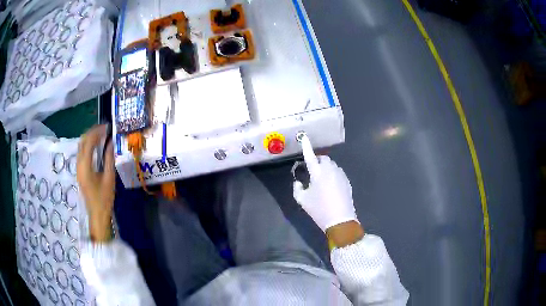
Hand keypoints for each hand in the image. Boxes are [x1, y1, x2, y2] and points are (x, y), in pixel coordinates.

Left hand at [77, 125, 114, 241]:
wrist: (97, 214)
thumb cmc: (104, 198)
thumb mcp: (109, 178)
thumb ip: (108, 159)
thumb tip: (111, 142)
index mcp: (85, 166)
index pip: (89, 142)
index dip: (97, 132)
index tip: (107, 127)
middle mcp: (79, 165)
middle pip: (82, 141)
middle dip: (92, 132)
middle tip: (104, 129)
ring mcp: (78, 168)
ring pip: (81, 146)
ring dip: (90, 138)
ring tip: (101, 135)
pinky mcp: (80, 171)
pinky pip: (82, 152)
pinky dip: (88, 145)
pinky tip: (96, 146)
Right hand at [293, 136, 357, 231]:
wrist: (340, 220)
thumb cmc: (319, 210)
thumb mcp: (302, 200)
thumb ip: (297, 188)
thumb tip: (299, 181)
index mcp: (318, 173)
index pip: (310, 156)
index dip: (306, 146)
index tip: (304, 137)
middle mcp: (330, 170)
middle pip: (323, 159)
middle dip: (317, 160)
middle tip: (312, 170)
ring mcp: (341, 175)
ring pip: (332, 165)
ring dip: (325, 167)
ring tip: (321, 180)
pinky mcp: (347, 181)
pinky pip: (338, 172)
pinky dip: (332, 174)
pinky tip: (330, 186)